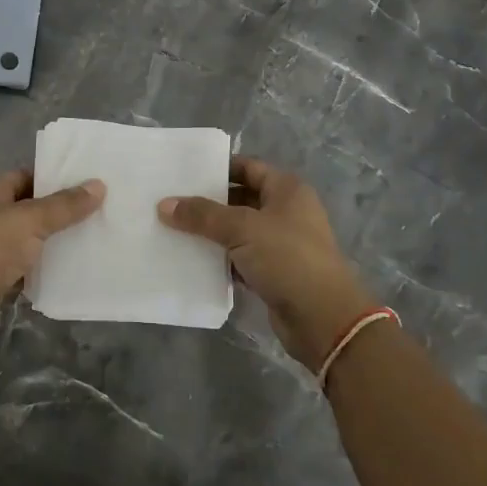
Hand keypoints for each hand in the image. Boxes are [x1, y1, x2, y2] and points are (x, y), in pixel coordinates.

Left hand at [0, 169, 104, 364]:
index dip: (58, 175)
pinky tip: (80, 268)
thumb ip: (64, 205)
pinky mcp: (0, 280)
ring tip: (101, 236)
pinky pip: (32, 268)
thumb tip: (99, 185)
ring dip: (61, 240)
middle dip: (65, 210)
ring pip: (34, 239)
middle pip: (34, 208)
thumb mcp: (28, 221)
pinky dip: (51, 268)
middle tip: (107, 208)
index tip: (94, 179)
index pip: (29, 175)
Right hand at [160, 156, 379, 369]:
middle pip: (240, 198)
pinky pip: (239, 258)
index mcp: (287, 190)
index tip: (183, 173)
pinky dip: (219, 259)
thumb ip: (202, 215)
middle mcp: (286, 212)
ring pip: (238, 231)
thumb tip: (164, 204)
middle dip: (207, 202)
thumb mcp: (242, 229)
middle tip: (170, 202)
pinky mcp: (273, 273)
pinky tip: (190, 261)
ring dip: (210, 233)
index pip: (247, 167)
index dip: (217, 168)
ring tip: (171, 229)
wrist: (322, 318)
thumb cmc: (287, 258)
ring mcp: (281, 244)